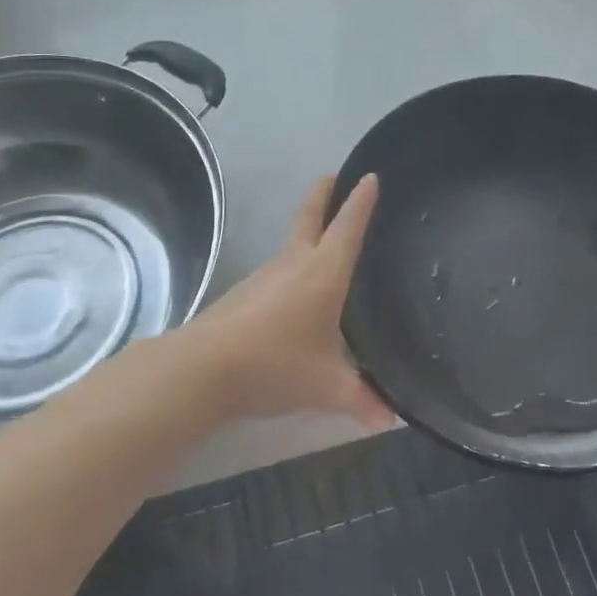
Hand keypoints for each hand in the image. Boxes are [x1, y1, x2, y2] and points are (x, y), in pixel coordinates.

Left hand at [190, 174, 396, 426]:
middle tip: (332, 176)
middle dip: (323, 195)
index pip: (347, 227)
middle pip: (309, 218)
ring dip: (306, 233)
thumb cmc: (276, 364)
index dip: (361, 202)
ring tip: (323, 243)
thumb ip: (362, 400)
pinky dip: (291, 268)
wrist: (204, 369)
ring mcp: (264, 277)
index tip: (369, 176)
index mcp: (323, 273)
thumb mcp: (327, 386)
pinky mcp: (244, 294)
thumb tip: (392, 420)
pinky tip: (294, 293)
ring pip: (291, 245)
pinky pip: (276, 272)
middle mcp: (294, 264)